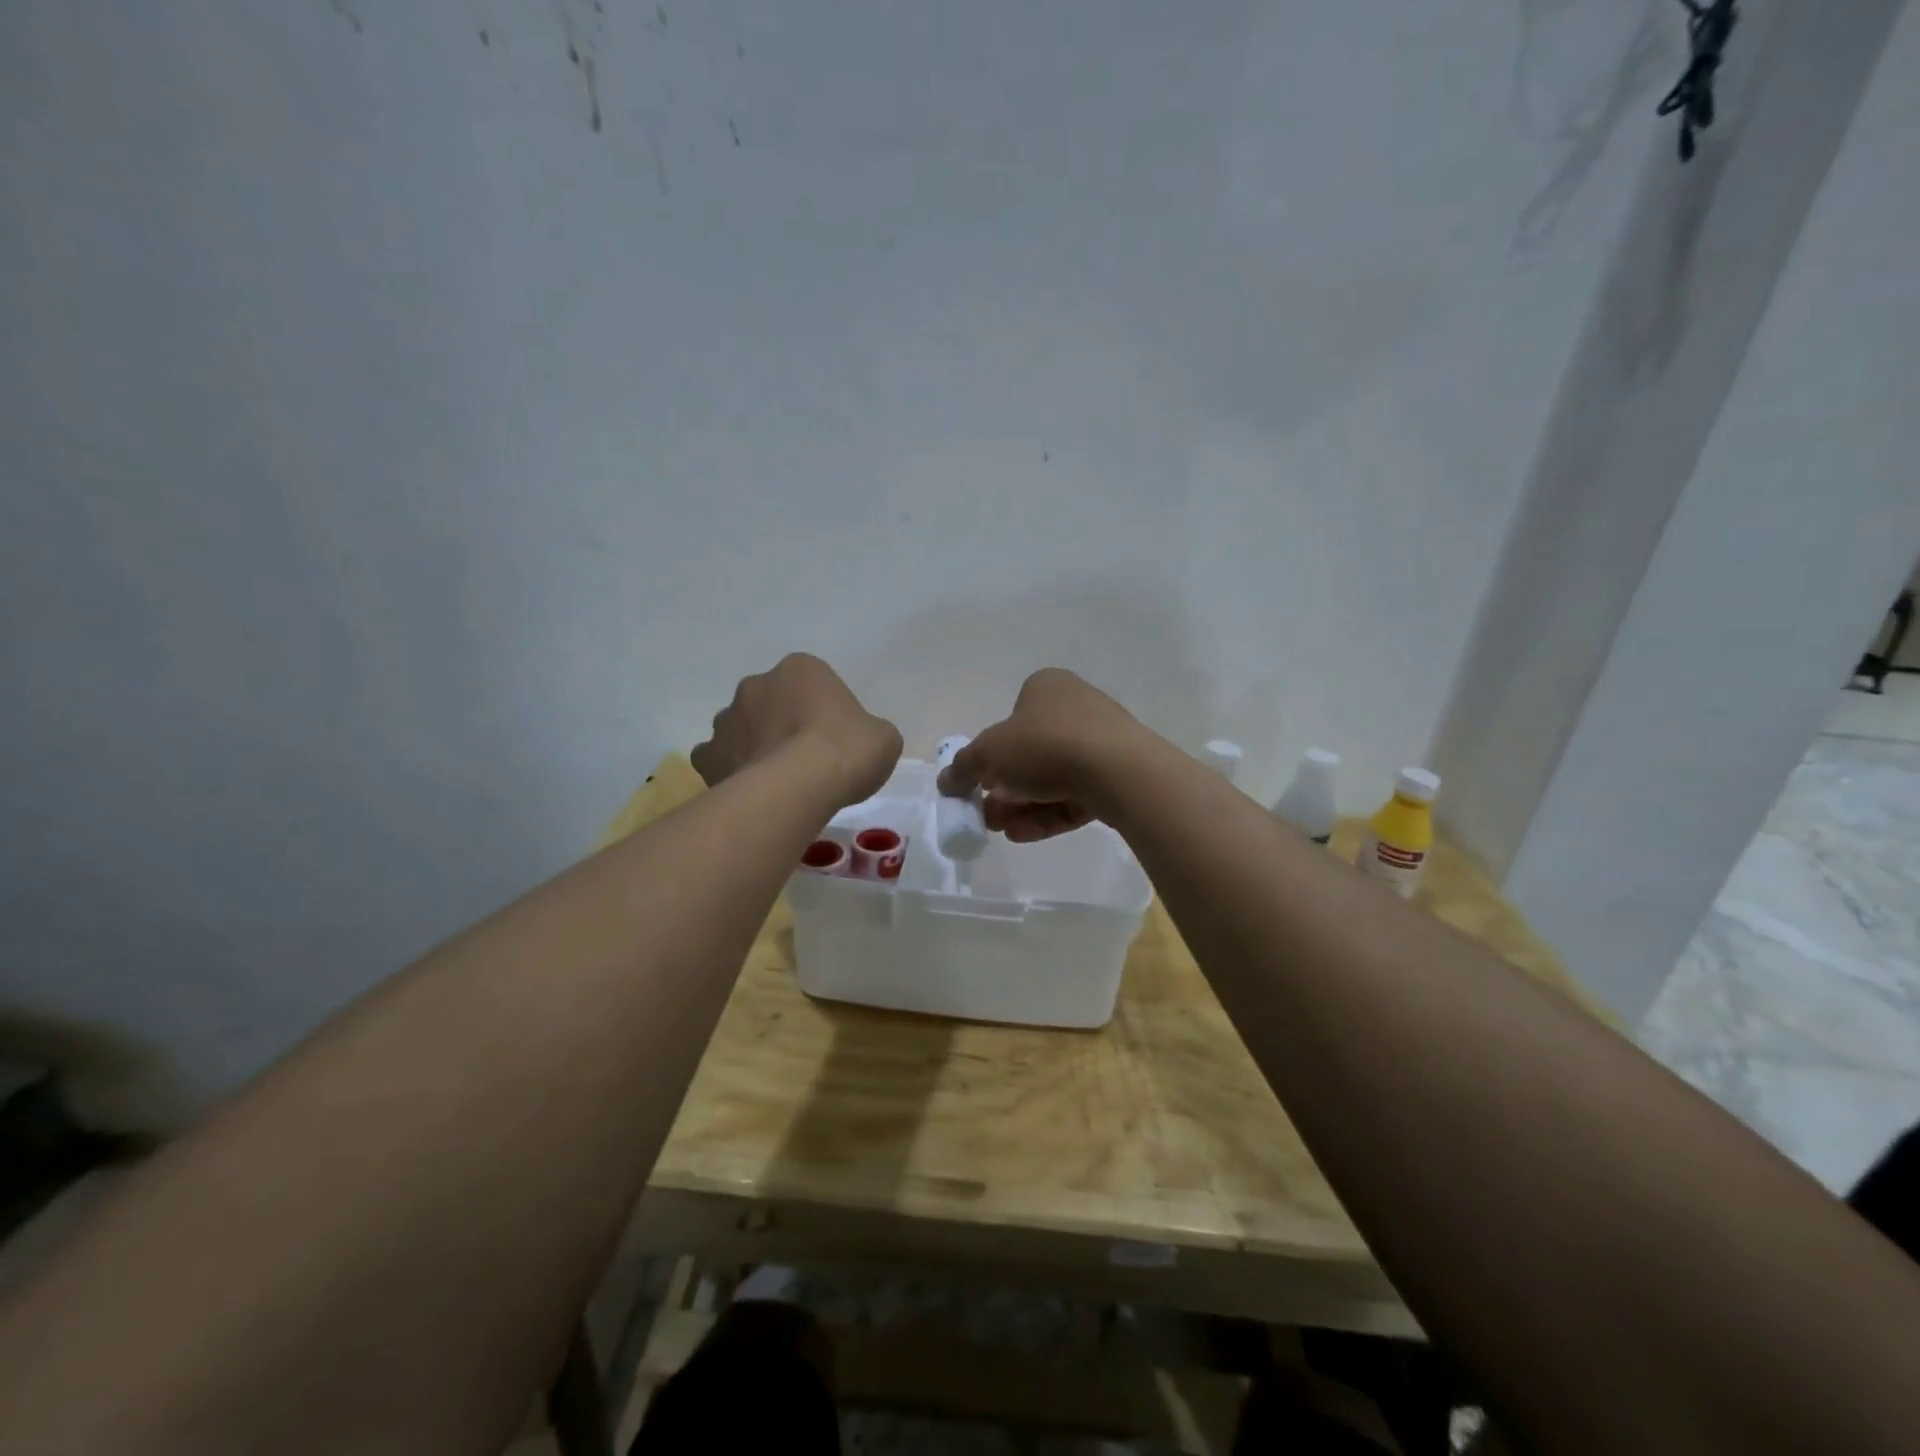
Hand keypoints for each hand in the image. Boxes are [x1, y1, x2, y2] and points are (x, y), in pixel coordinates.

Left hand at [693, 654, 902, 806]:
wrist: (801, 786)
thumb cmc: (847, 750)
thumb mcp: (883, 737)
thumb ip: (868, 731)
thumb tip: (860, 742)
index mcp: (801, 669)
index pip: (812, 683)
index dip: (823, 711)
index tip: (834, 739)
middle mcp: (756, 684)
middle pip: (771, 702)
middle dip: (782, 724)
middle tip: (804, 758)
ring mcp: (727, 719)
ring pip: (741, 729)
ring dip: (755, 745)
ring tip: (777, 780)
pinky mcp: (708, 756)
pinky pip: (719, 760)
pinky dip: (730, 772)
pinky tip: (751, 792)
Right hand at [937, 668, 1147, 841]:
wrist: (1119, 771)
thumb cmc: (1046, 745)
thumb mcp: (989, 754)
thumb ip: (963, 768)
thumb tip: (945, 782)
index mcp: (1047, 688)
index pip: (1013, 716)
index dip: (992, 751)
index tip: (979, 782)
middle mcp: (1077, 708)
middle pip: (1031, 753)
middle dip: (1004, 788)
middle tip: (986, 814)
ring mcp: (1102, 742)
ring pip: (1053, 778)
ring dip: (1022, 805)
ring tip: (1002, 830)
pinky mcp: (1118, 776)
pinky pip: (1076, 796)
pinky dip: (1048, 814)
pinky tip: (1024, 835)